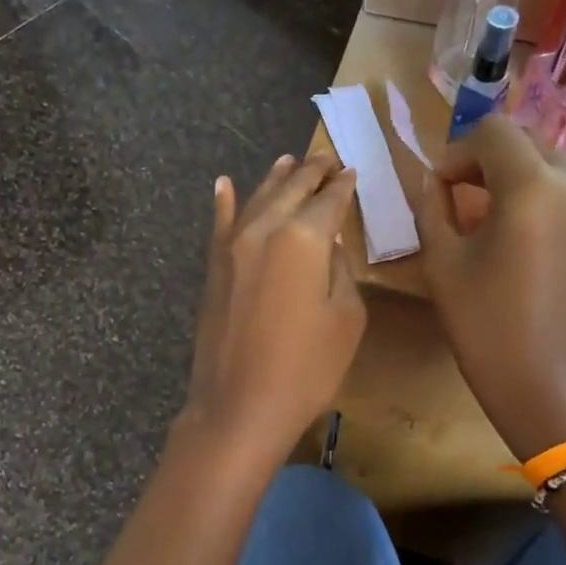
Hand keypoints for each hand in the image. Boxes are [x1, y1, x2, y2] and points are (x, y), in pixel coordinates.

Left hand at [181, 153, 365, 463]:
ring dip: (275, 179)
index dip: (343, 186)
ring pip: (255, 199)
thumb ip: (340, 270)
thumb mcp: (346, 319)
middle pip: (290, 190)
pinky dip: (223, 203)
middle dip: (311, 172)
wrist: (240, 407)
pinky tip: (223, 184)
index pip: (328, 200)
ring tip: (290, 160)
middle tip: (326, 157)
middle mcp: (264, 230)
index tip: (352, 171)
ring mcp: (231, 248)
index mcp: (303, 238)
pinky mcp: (213, 270)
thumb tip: (329, 245)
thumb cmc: (306, 369)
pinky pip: (218, 225)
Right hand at [417, 117, 565, 459]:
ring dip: (514, 177)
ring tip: (488, 221)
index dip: (456, 152)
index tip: (438, 189)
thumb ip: (433, 208)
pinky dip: (542, 198)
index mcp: (533, 186)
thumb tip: (435, 181)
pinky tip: (522, 239)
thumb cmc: (488, 329)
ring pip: (551, 164)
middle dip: (485, 160)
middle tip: (457, 200)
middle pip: (525, 141)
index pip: (492, 131)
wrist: (554, 387)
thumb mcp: (444, 265)